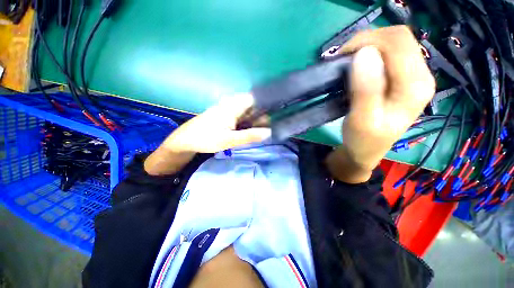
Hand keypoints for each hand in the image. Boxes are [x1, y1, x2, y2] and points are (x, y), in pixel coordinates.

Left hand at [163, 93, 270, 152]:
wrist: (185, 140)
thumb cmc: (206, 139)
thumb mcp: (229, 140)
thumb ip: (250, 136)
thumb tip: (269, 132)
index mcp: (232, 106)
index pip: (254, 98)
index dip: (266, 102)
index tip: (277, 110)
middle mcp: (230, 104)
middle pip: (252, 105)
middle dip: (262, 114)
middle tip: (271, 125)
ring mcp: (227, 110)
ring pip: (246, 111)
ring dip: (255, 119)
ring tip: (264, 128)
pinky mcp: (224, 116)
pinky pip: (240, 116)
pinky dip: (248, 121)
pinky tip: (251, 129)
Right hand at [327, 26, 435, 182]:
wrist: (366, 151)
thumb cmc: (363, 140)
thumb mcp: (362, 119)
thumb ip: (366, 89)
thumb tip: (364, 54)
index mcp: (414, 86)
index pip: (397, 43)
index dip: (367, 40)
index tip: (341, 56)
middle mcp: (421, 75)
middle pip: (398, 38)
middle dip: (367, 40)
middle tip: (342, 58)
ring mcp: (414, 76)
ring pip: (394, 43)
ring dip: (368, 46)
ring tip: (347, 62)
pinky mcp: (403, 79)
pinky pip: (389, 54)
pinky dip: (370, 54)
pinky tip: (357, 66)